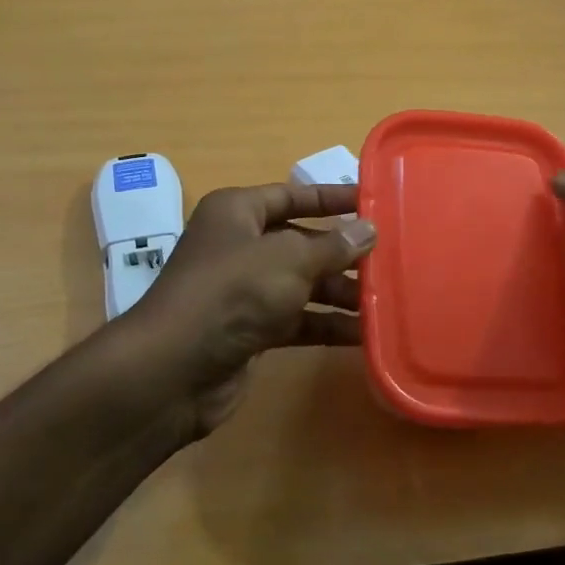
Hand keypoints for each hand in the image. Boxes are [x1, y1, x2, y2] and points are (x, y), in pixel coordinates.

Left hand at [124, 183, 375, 435]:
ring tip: (385, 299)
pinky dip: (325, 325)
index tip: (373, 201)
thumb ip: (333, 245)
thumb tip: (368, 229)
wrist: (175, 369)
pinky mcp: (249, 330)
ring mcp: (243, 291)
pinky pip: (296, 320)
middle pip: (301, 241)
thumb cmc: (232, 293)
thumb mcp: (288, 259)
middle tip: (390, 257)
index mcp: (237, 212)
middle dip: (342, 252)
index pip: (292, 195)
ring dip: (339, 292)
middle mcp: (239, 246)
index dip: (331, 197)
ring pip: (301, 283)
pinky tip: (363, 334)